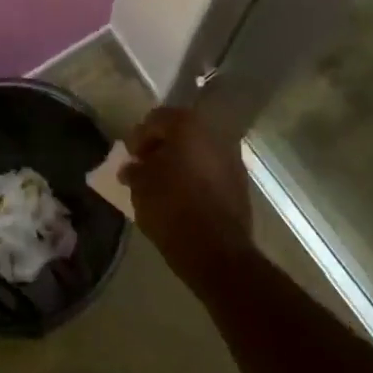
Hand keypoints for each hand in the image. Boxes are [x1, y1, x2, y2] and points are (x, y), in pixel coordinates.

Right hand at [119, 106, 253, 290]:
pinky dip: (197, 176)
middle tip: (146, 167)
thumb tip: (132, 167)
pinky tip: (185, 195)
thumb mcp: (141, 188)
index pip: (156, 120)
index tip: (131, 158)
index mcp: (187, 126)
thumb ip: (134, 170)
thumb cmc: (172, 209)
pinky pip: (212, 169)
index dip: (139, 138)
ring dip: (181, 162)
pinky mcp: (241, 181)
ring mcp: (231, 156)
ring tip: (164, 184)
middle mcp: (213, 133)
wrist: (218, 252)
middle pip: (180, 132)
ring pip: (198, 151)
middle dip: (162, 148)